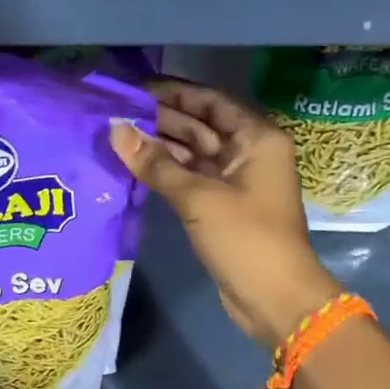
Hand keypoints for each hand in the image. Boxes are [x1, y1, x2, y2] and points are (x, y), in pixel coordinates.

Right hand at [111, 79, 340, 348]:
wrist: (275, 299)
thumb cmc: (245, 239)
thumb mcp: (198, 197)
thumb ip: (155, 163)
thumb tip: (116, 129)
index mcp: (256, 137)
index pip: (210, 101)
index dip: (173, 92)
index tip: (133, 89)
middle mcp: (248, 152)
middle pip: (200, 124)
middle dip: (161, 118)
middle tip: (115, 112)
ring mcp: (235, 180)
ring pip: (193, 152)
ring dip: (160, 145)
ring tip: (116, 135)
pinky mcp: (222, 205)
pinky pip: (191, 177)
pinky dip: (166, 171)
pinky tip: (134, 164)